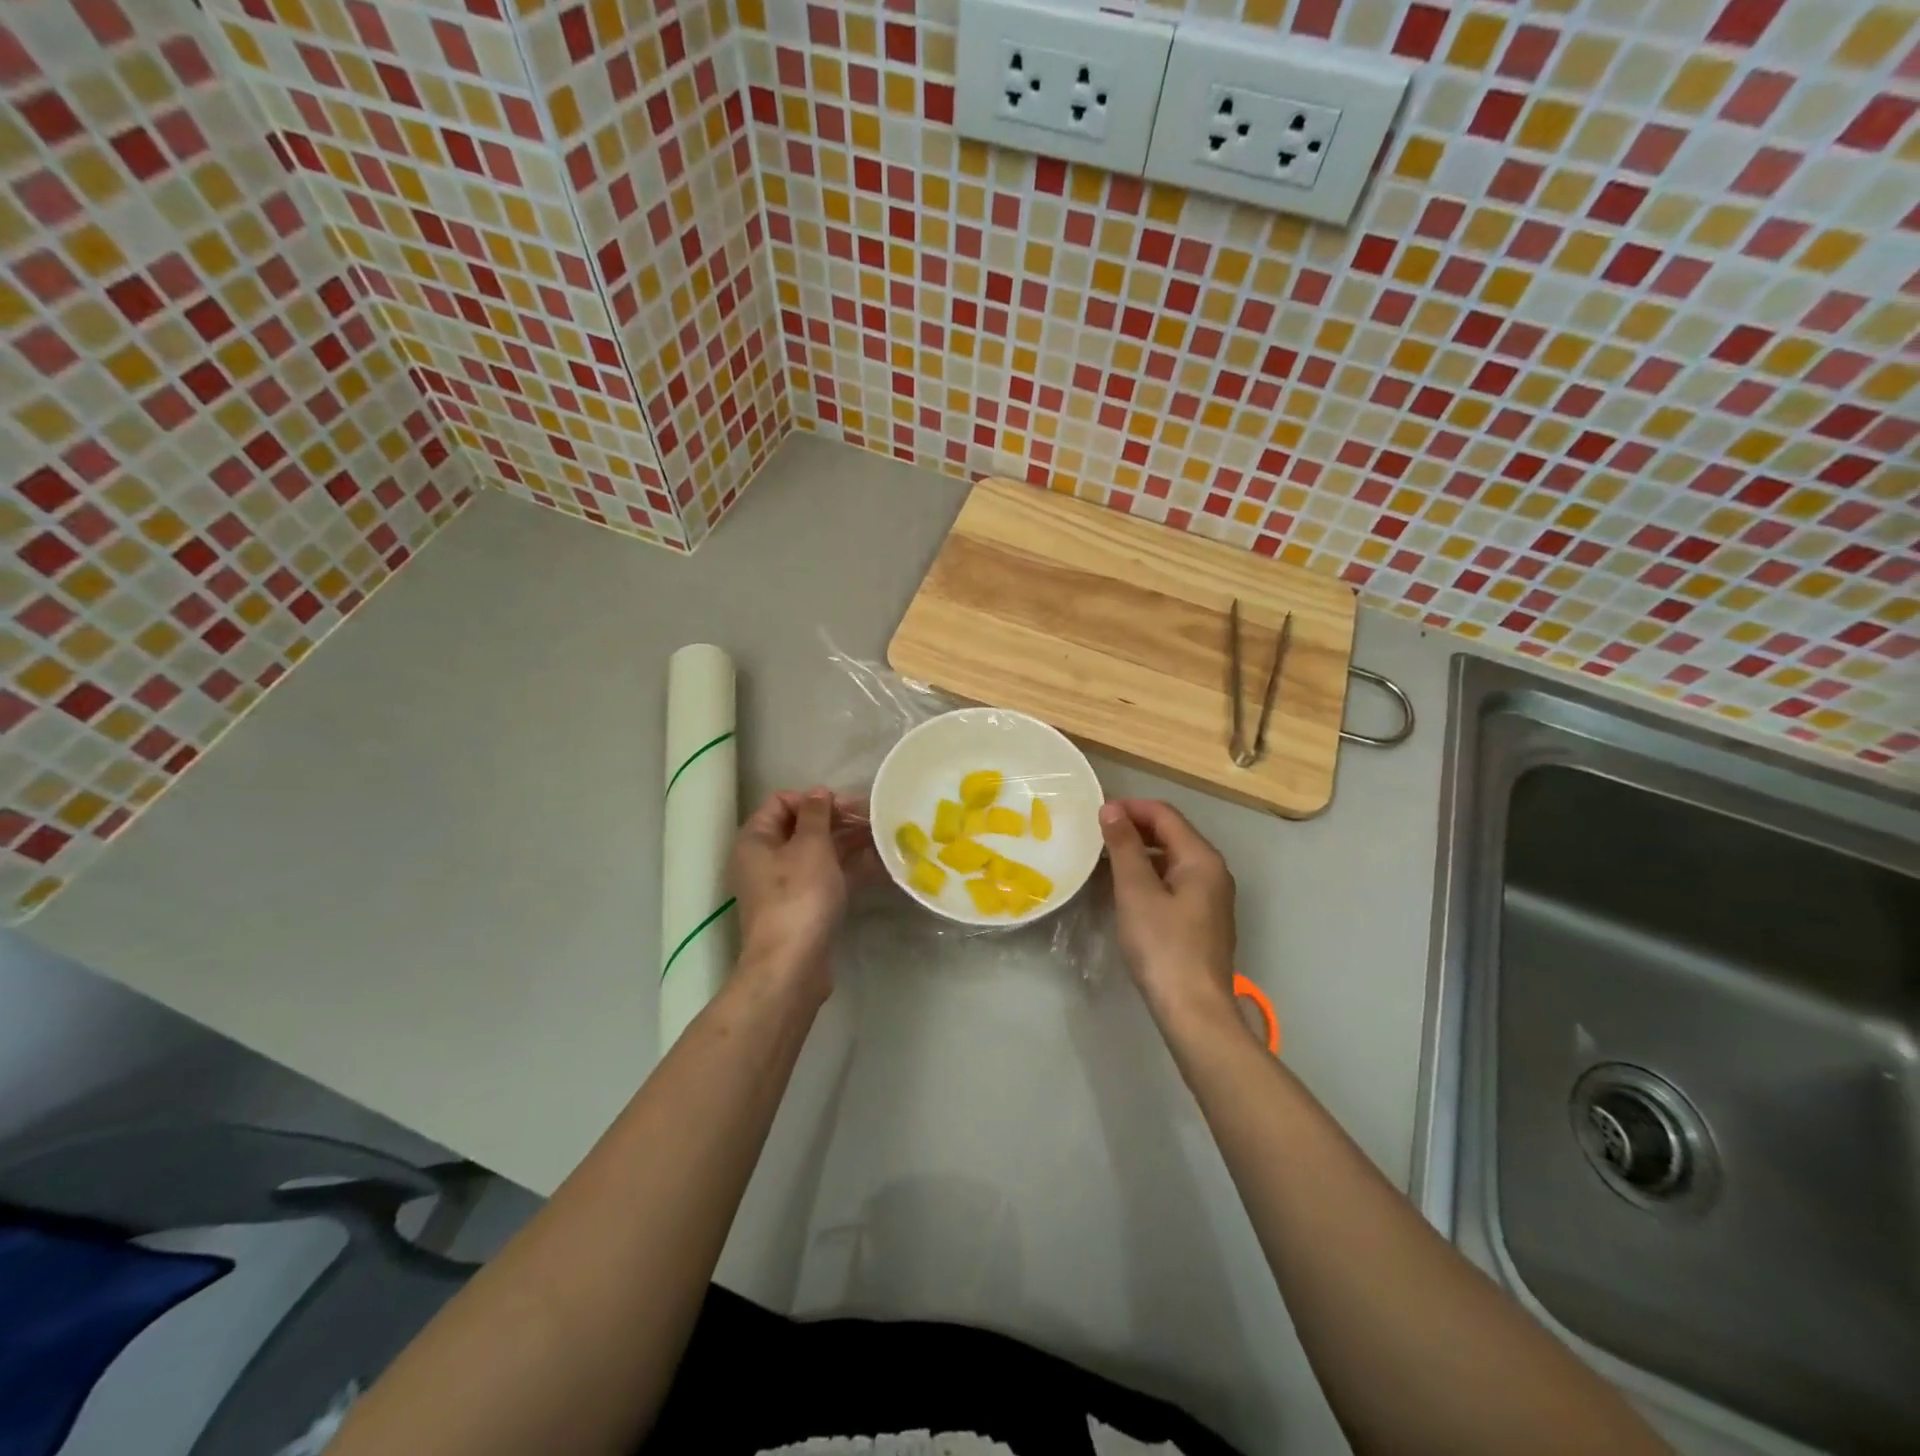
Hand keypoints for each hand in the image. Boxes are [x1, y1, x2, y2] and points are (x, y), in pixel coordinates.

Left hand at [728, 787, 877, 998]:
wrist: (792, 964)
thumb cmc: (798, 895)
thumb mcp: (810, 845)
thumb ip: (816, 814)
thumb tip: (818, 792)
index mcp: (756, 839)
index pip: (781, 802)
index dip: (812, 799)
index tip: (844, 806)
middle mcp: (764, 859)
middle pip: (801, 827)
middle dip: (836, 820)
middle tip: (872, 819)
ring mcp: (783, 886)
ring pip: (817, 853)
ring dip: (847, 843)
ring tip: (881, 838)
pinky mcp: (801, 907)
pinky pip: (825, 877)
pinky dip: (847, 868)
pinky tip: (878, 864)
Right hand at [1099, 799, 1238, 1031]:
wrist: (1194, 1010)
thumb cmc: (1163, 945)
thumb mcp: (1136, 891)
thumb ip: (1124, 846)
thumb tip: (1111, 808)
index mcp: (1201, 858)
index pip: (1165, 814)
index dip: (1130, 807)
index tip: (1095, 813)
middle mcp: (1213, 871)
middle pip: (1172, 834)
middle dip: (1134, 827)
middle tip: (1096, 834)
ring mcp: (1211, 898)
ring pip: (1172, 859)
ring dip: (1140, 852)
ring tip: (1105, 858)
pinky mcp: (1203, 920)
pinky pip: (1174, 882)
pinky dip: (1149, 875)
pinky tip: (1125, 889)